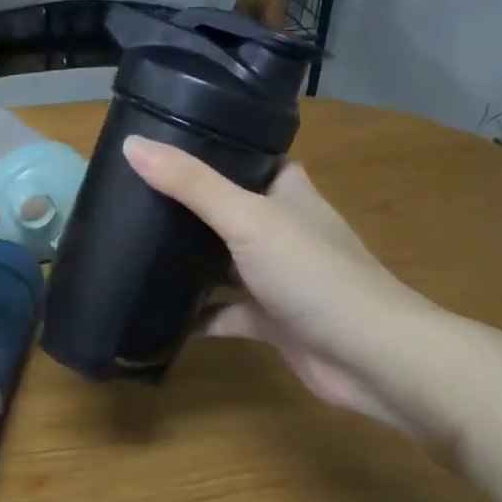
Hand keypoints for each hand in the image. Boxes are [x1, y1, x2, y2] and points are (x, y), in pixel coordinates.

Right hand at [123, 136, 435, 427]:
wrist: (370, 356)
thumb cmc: (312, 272)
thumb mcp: (246, 218)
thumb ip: (190, 184)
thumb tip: (131, 145)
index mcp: (287, 193)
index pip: (248, 158)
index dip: (210, 149)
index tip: (161, 145)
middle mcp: (283, 229)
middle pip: (228, 209)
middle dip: (186, 206)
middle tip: (131, 197)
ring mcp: (277, 276)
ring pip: (223, 262)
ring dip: (188, 261)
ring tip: (132, 247)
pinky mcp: (271, 320)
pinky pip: (224, 312)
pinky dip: (196, 315)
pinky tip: (156, 314)